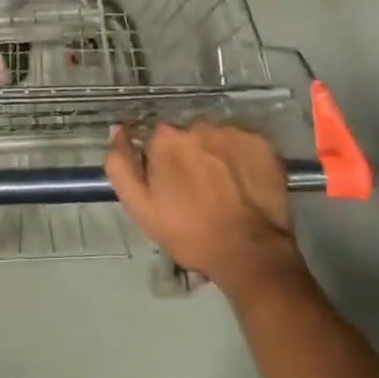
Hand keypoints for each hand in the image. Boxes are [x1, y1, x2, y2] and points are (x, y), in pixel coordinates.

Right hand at [105, 123, 306, 295]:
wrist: (249, 252)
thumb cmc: (190, 233)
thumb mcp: (140, 207)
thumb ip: (121, 165)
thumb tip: (117, 129)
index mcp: (166, 138)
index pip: (156, 141)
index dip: (161, 165)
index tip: (171, 189)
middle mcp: (198, 125)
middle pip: (187, 136)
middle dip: (189, 157)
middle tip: (198, 191)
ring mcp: (233, 132)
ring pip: (215, 139)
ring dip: (215, 156)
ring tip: (223, 190)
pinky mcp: (261, 143)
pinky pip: (243, 144)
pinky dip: (240, 159)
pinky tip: (243, 184)